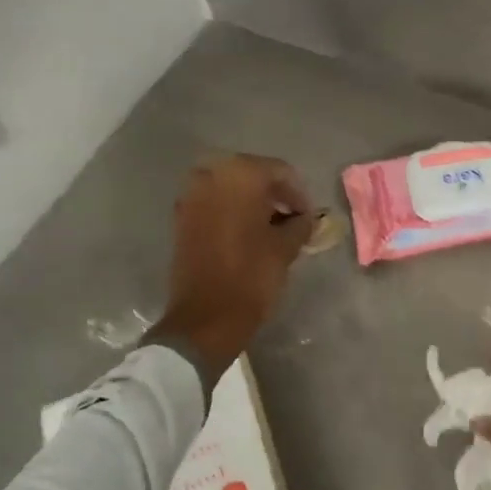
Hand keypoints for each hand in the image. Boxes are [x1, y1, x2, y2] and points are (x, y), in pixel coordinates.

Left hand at [145, 154, 313, 387]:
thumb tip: (305, 217)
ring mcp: (191, 196)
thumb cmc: (252, 276)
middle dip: (274, 194)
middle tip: (292, 219)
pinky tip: (248, 234)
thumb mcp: (286, 248)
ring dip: (252, 203)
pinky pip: (214, 203)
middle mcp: (211, 175)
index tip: (309, 216)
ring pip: (231, 188)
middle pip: (253, 174)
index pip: (280, 171)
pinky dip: (232, 212)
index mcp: (240, 175)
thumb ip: (300, 224)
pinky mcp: (181, 218)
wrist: (205, 317)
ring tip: (271, 228)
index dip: (299, 194)